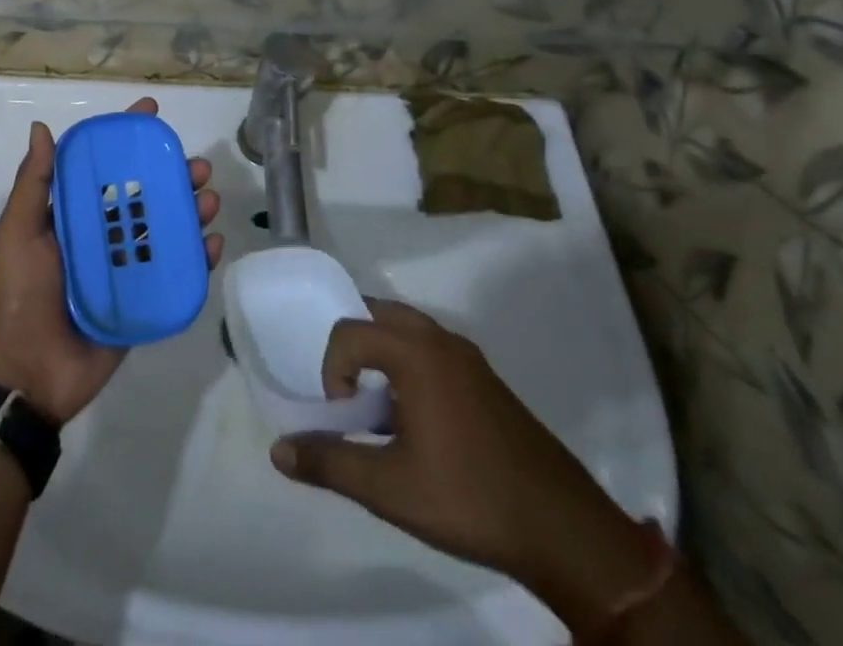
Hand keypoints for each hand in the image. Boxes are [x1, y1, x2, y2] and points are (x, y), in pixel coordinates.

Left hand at [0, 98, 223, 424]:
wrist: (29, 372)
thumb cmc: (21, 292)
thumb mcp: (18, 231)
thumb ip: (34, 182)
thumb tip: (41, 127)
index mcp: (74, 215)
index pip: (105, 167)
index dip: (128, 139)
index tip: (151, 112)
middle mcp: (103, 236)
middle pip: (145, 195)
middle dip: (172, 175)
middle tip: (196, 166)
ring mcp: (125, 268)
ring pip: (165, 229)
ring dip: (190, 210)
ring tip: (209, 199)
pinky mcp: (143, 301)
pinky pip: (174, 272)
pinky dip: (196, 256)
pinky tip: (212, 242)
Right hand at [269, 299, 655, 634]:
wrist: (564, 530)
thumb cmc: (468, 498)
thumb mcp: (389, 489)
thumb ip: (330, 462)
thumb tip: (278, 450)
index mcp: (415, 353)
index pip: (349, 331)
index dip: (332, 369)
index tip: (343, 416)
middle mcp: (440, 340)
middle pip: (378, 313)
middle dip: (353, 345)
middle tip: (348, 393)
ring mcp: (468, 357)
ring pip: (408, 329)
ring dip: (382, 353)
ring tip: (377, 405)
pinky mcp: (486, 379)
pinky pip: (432, 349)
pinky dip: (410, 365)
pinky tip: (416, 420)